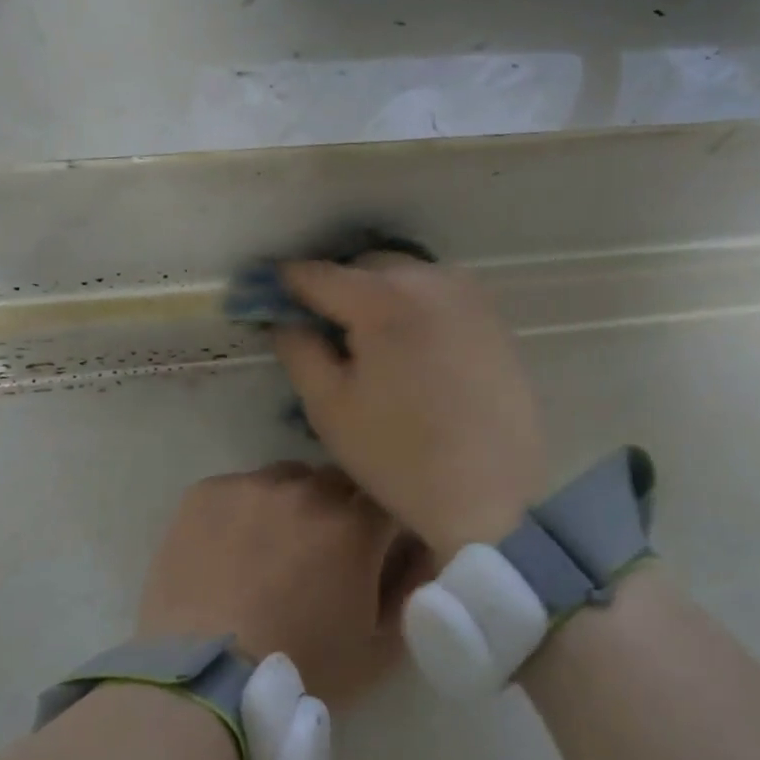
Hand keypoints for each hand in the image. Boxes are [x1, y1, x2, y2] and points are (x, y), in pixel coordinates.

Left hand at [136, 463, 426, 709]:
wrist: (206, 678)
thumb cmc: (301, 669)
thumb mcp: (378, 649)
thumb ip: (412, 593)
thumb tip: (421, 554)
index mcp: (356, 526)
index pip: (388, 497)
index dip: (385, 522)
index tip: (377, 546)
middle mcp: (307, 491)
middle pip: (338, 482)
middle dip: (341, 509)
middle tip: (325, 551)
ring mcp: (252, 486)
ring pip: (288, 479)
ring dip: (292, 503)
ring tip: (274, 546)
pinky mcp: (206, 492)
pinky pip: (238, 487)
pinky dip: (244, 509)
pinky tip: (230, 547)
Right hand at [272, 258, 545, 559]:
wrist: (490, 493)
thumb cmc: (397, 454)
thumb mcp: (329, 407)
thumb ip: (298, 350)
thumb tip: (285, 319)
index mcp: (382, 299)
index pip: (318, 274)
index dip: (284, 283)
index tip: (265, 295)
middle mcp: (430, 280)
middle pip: (366, 266)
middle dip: (336, 287)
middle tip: (320, 327)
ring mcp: (470, 297)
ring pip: (407, 277)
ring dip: (378, 295)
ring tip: (367, 340)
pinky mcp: (494, 320)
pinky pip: (439, 296)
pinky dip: (414, 309)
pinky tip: (410, 350)